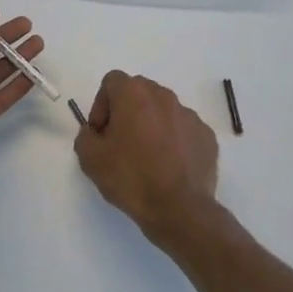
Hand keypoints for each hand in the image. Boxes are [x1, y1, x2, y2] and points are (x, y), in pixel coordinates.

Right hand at [74, 72, 220, 246]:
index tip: (101, 133)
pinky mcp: (207, 136)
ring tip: (146, 158)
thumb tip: (95, 132)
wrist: (179, 209)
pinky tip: (169, 168)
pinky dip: (174, 141)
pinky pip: (183, 130)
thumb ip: (85, 136)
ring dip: (151, 126)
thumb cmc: (131, 178)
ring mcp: (190, 115)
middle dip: (126, 112)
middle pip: (139, 92)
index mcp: (134, 94)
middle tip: (120, 143)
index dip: (101, 105)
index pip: (112, 82)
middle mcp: (164, 96)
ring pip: (163, 111)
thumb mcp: (90, 159)